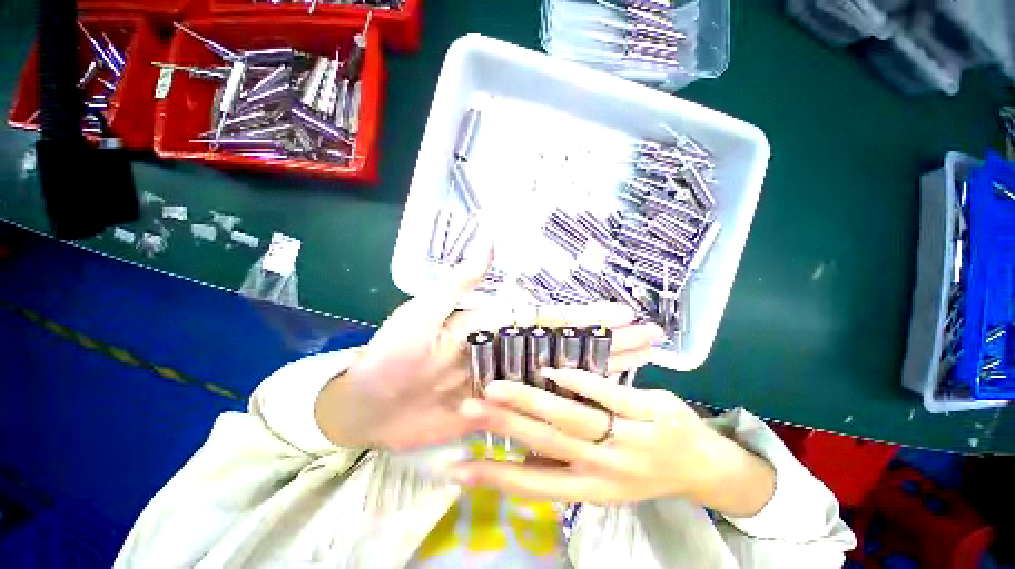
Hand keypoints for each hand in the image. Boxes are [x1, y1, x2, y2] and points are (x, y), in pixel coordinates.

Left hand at [315, 243, 664, 450]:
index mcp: (493, 327)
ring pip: (561, 374)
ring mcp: (506, 382)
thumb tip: (487, 251)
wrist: (369, 406)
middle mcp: (507, 351)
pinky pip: (541, 404)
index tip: (623, 312)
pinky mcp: (500, 409)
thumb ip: (455, 286)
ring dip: (599, 369)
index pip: (549, 319)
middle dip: (608, 340)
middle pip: (566, 345)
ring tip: (640, 364)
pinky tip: (597, 402)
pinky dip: (569, 401)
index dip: (585, 317)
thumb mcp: (420, 314)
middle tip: (650, 337)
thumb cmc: (392, 357)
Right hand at [451, 369, 775, 516]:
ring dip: (529, 399)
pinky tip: (550, 369)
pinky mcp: (648, 409)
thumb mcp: (602, 481)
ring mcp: (628, 437)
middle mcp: (605, 469)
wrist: (703, 466)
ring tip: (497, 386)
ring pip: (571, 417)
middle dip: (503, 424)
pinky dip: (576, 381)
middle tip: (468, 407)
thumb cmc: (643, 471)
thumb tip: (514, 452)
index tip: (456, 467)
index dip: (494, 478)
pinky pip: (607, 393)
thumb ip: (562, 464)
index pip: (534, 485)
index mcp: (591, 490)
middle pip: (546, 443)